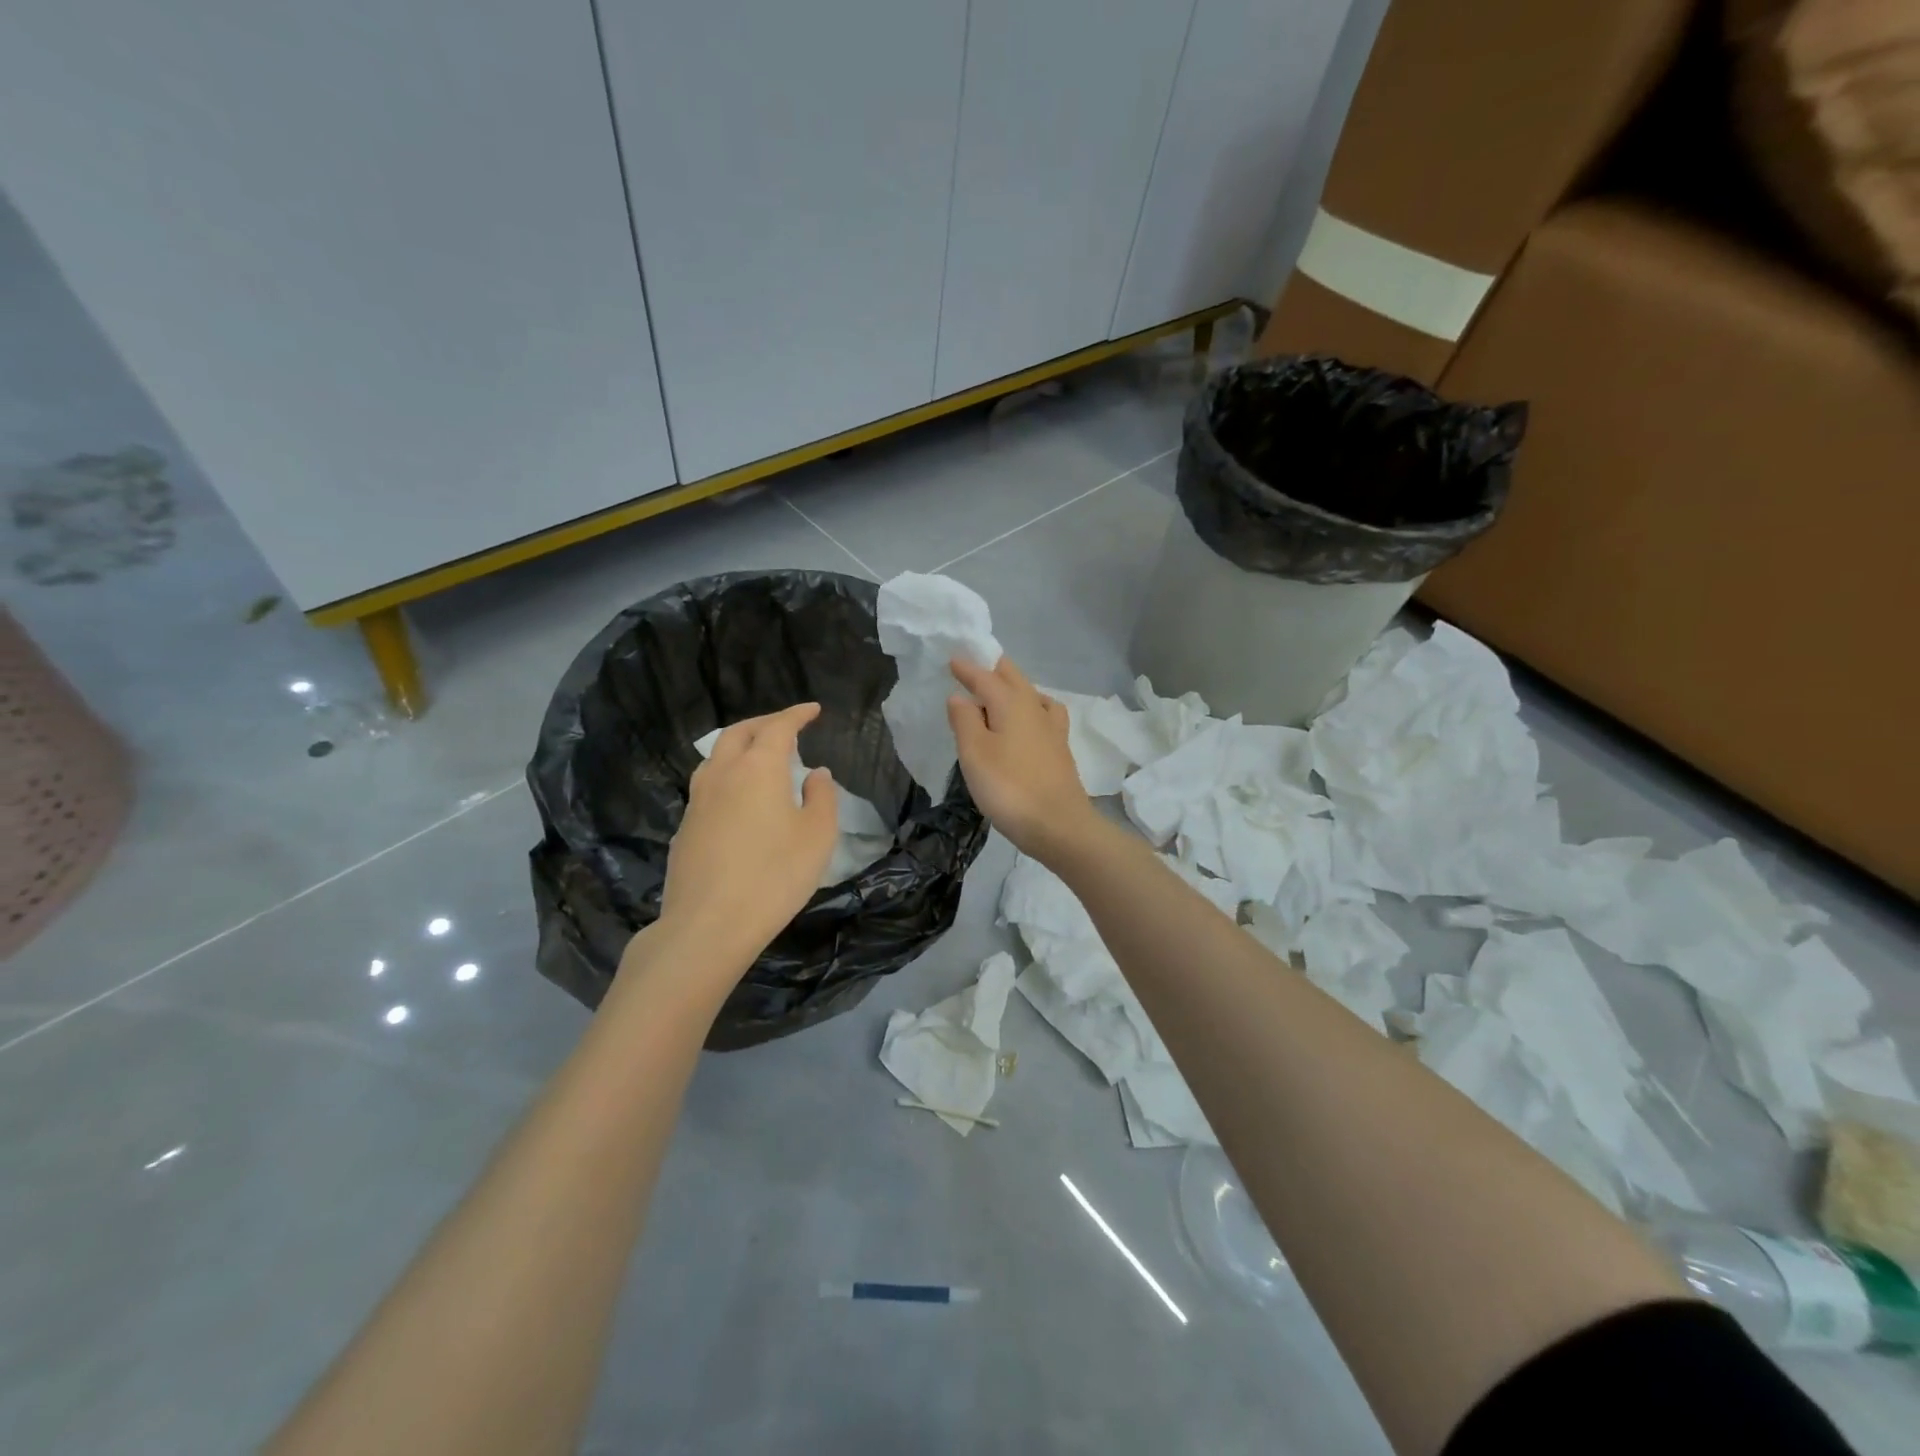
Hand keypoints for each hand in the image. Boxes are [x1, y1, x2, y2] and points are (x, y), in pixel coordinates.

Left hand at [657, 703, 839, 970]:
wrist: (708, 925)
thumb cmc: (774, 876)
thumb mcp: (818, 836)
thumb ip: (822, 797)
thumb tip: (815, 774)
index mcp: (758, 768)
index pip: (778, 727)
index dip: (796, 714)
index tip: (812, 709)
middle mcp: (722, 774)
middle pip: (739, 733)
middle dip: (764, 722)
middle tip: (786, 725)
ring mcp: (698, 800)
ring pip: (716, 756)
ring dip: (740, 745)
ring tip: (759, 756)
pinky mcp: (685, 827)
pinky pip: (708, 784)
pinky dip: (728, 774)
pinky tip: (739, 796)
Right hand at [947, 656, 1097, 862]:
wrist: (1059, 826)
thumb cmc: (1009, 788)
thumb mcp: (975, 753)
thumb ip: (965, 721)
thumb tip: (960, 696)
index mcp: (1012, 703)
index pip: (986, 678)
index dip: (968, 669)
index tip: (953, 660)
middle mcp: (1035, 708)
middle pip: (1014, 679)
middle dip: (993, 669)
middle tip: (974, 667)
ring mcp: (1052, 729)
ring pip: (1031, 694)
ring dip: (1013, 687)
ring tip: (998, 693)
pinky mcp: (1060, 749)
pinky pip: (1044, 714)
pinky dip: (1032, 707)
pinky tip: (1029, 720)